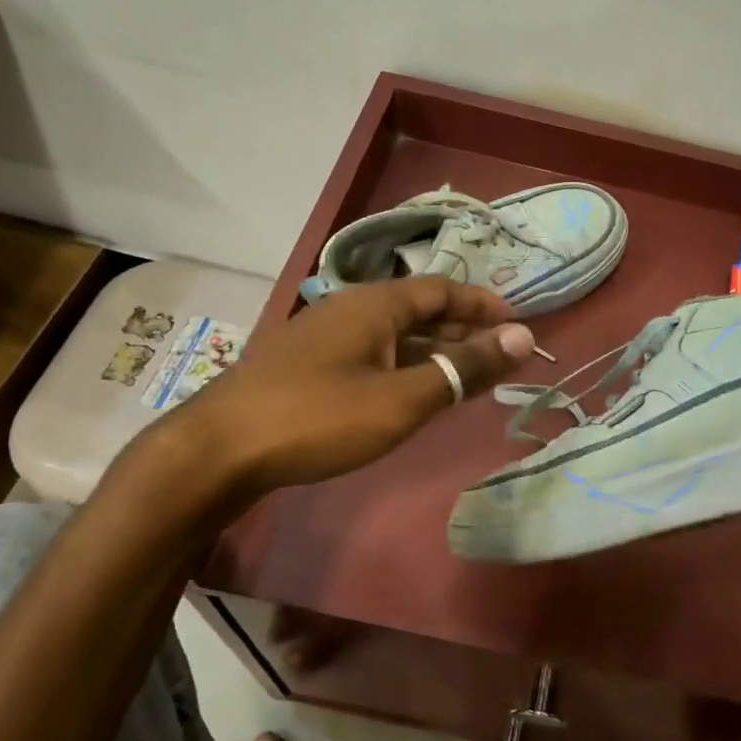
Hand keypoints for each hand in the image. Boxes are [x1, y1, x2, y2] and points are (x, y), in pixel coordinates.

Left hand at [166, 276, 534, 491]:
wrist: (217, 451)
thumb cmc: (319, 418)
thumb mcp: (402, 397)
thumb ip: (463, 367)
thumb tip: (523, 337)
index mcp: (374, 303)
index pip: (443, 289)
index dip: (483, 305)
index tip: (518, 325)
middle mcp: (349, 308)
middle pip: (418, 309)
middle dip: (462, 329)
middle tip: (499, 356)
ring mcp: (323, 337)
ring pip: (392, 335)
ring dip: (432, 351)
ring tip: (465, 377)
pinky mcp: (306, 366)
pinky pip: (370, 354)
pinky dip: (402, 366)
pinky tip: (409, 393)